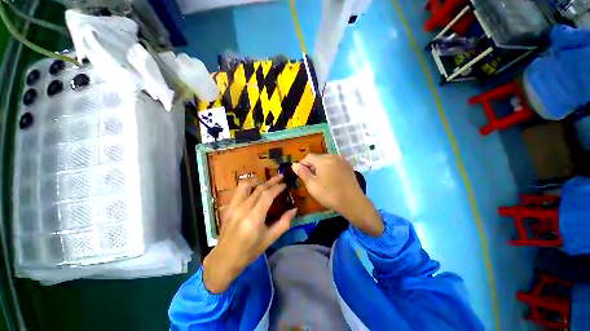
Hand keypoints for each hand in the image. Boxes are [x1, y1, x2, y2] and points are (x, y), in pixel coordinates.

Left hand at [202, 175, 296, 293]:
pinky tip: (254, 188)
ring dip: (258, 180)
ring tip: (266, 181)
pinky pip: (238, 190)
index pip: (267, 195)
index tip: (284, 184)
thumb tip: (294, 209)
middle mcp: (243, 209)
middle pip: (258, 188)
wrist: (224, 259)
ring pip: (245, 185)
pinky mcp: (228, 207)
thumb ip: (283, 223)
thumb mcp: (269, 239)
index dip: (277, 187)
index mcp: (254, 218)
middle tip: (280, 176)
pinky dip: (248, 185)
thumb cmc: (249, 251)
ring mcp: (233, 207)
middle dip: (271, 181)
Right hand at [292, 154, 382, 235]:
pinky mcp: (348, 166)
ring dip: (321, 167)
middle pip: (318, 158)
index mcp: (323, 160)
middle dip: (312, 166)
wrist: (352, 202)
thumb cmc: (329, 194)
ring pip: (327, 160)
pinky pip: (335, 163)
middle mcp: (333, 156)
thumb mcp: (312, 185)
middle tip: (311, 179)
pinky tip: (331, 178)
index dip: (303, 164)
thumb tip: (294, 165)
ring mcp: (342, 160)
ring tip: (321, 179)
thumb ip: (302, 173)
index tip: (301, 174)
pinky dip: (330, 168)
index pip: (308, 157)